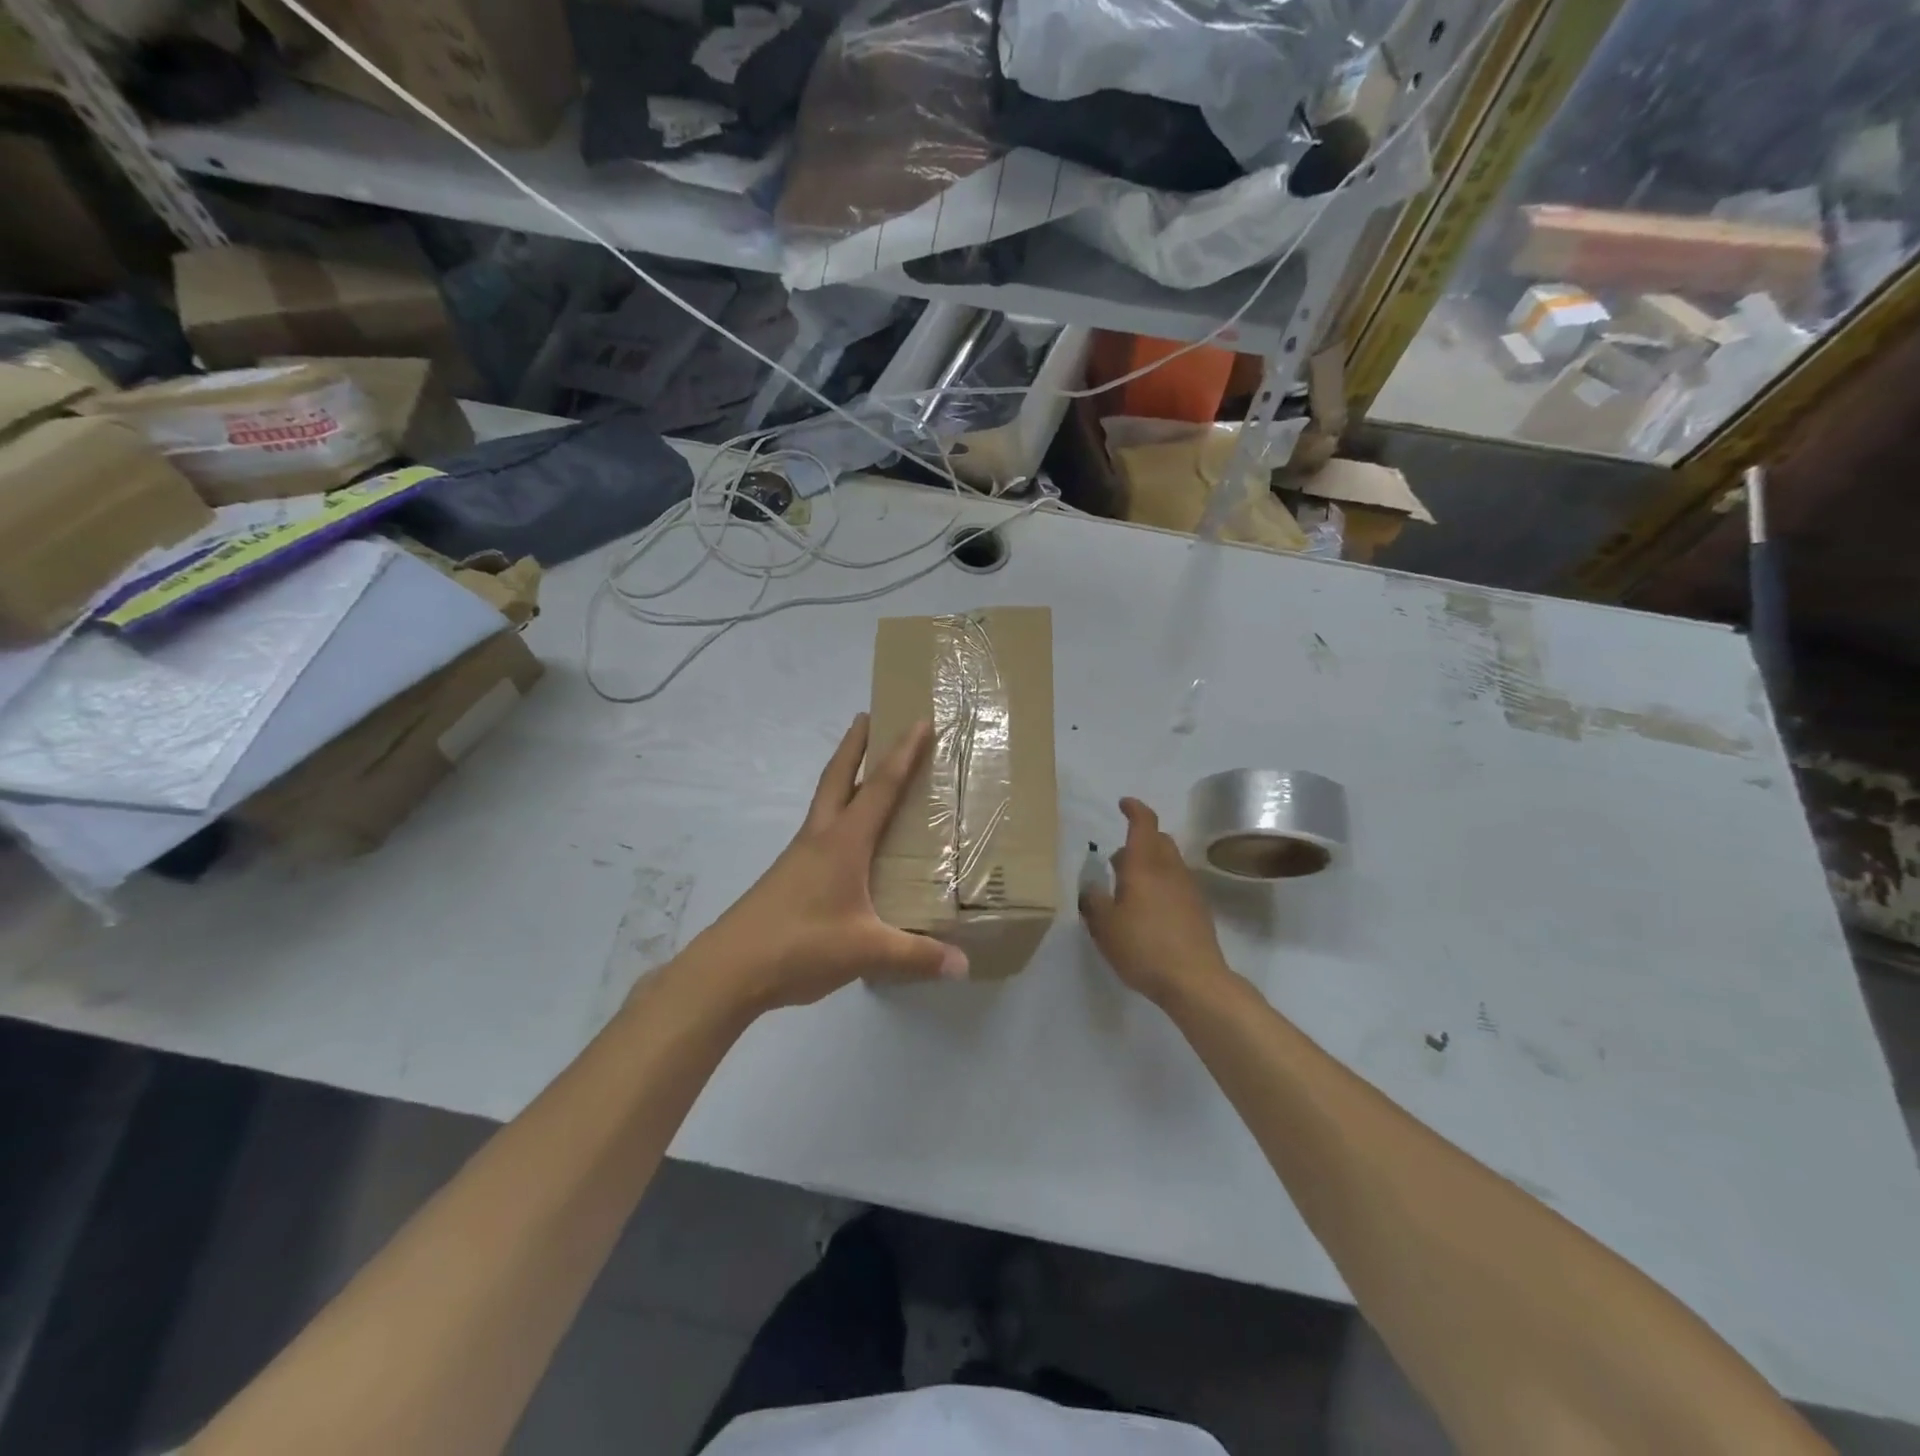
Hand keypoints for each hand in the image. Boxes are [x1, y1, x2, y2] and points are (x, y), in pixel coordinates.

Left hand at [677, 713, 967, 1015]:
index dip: (902, 754)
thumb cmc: (800, 945)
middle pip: (838, 777)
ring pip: (825, 802)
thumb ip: (916, 956)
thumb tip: (963, 965)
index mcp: (843, 842)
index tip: (918, 721)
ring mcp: (799, 856)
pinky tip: (847, 841)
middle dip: (855, 745)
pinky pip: (819, 831)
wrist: (729, 969)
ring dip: (843, 777)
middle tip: (868, 717)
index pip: (880, 787)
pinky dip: (836, 816)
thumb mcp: (865, 951)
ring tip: (863, 772)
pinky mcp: (789, 876)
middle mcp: (820, 838)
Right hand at [1080, 797, 1235, 1006]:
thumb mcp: (1104, 926)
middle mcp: (1169, 869)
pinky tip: (1148, 909)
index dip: (1134, 809)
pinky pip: (1177, 883)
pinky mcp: (1198, 910)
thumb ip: (1093, 901)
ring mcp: (1188, 889)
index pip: (1144, 823)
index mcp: (1144, 865)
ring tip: (1129, 887)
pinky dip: (1162, 883)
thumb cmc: (1143, 947)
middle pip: (1159, 840)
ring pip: (1169, 862)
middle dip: (1139, 839)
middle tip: (1117, 858)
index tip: (1123, 804)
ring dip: (1150, 863)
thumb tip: (1091, 886)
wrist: (1194, 980)